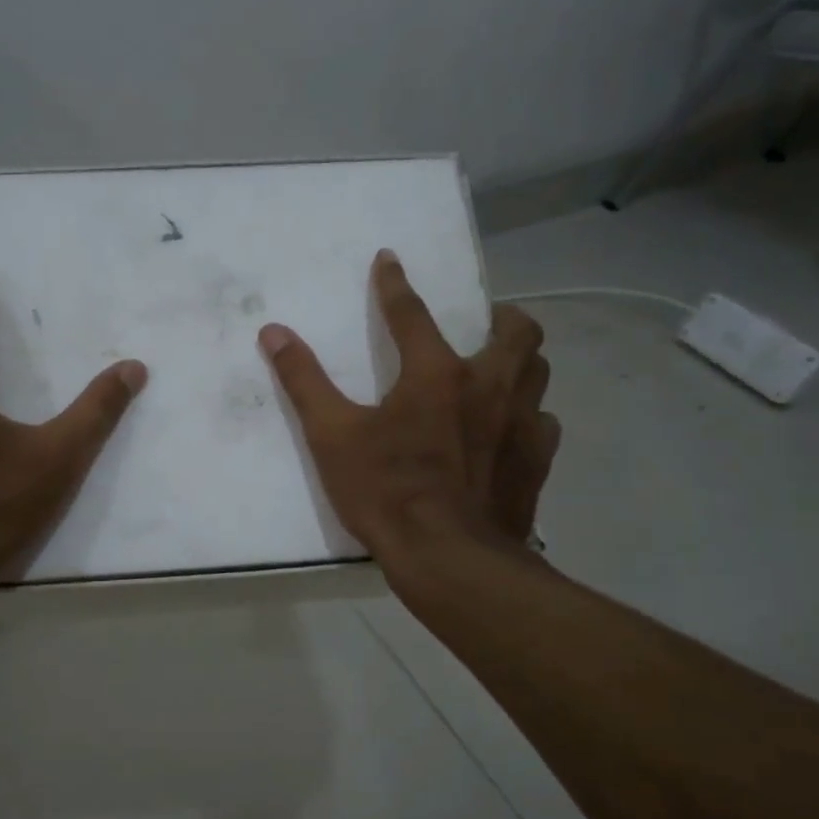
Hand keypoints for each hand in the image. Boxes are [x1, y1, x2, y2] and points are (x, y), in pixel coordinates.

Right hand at [258, 248, 559, 566]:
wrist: (449, 558)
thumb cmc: (387, 492)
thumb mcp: (332, 436)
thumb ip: (304, 381)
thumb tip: (274, 332)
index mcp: (436, 374)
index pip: (412, 314)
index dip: (395, 285)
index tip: (390, 259)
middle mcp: (490, 386)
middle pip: (515, 331)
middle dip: (500, 316)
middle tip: (482, 323)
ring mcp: (522, 424)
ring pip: (539, 372)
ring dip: (521, 361)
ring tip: (500, 370)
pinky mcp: (537, 462)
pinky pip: (544, 423)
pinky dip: (529, 417)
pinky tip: (511, 431)